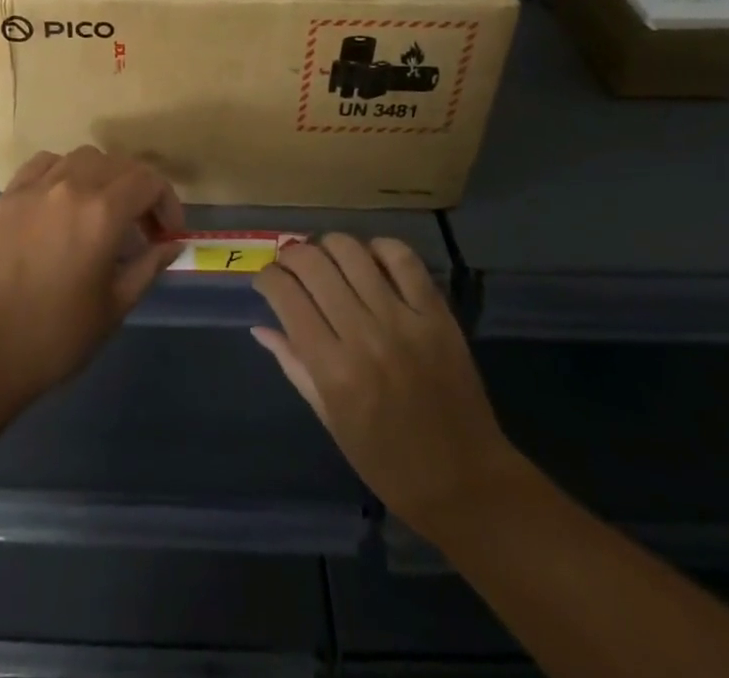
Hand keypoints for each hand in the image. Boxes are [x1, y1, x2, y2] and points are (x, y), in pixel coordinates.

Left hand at [0, 147, 184, 404]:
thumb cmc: (56, 335)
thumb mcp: (114, 306)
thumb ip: (148, 266)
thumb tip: (171, 244)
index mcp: (103, 212)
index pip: (149, 181)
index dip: (167, 202)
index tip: (167, 233)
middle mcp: (72, 186)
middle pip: (119, 164)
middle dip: (140, 190)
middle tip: (141, 227)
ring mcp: (36, 186)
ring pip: (83, 157)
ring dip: (104, 176)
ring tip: (102, 210)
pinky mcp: (9, 195)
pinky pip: (45, 163)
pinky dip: (64, 171)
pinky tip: (63, 199)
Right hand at [253, 235, 518, 543]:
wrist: (467, 483)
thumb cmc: (388, 463)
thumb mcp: (331, 421)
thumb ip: (294, 366)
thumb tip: (261, 327)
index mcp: (334, 370)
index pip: (286, 296)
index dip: (267, 278)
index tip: (266, 282)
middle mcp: (364, 336)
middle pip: (314, 264)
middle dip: (292, 255)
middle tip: (291, 265)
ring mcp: (404, 320)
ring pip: (352, 252)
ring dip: (328, 246)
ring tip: (327, 259)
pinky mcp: (436, 314)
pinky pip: (402, 258)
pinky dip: (379, 247)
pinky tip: (369, 259)